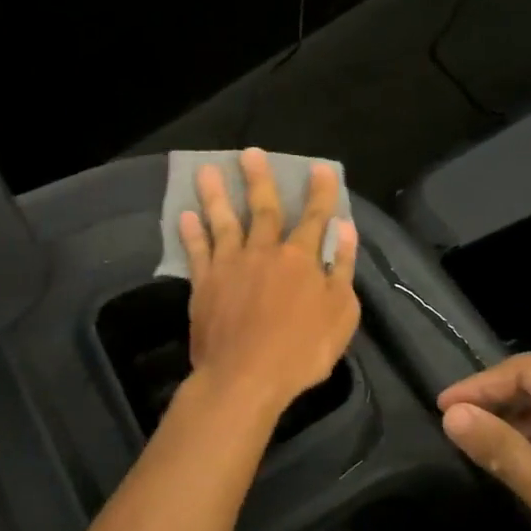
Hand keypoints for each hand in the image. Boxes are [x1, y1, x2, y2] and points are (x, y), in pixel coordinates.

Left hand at [180, 149, 359, 418]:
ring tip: (207, 170)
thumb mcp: (341, 314)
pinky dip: (191, 233)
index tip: (319, 167)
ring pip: (222, 222)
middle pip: (263, 208)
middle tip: (249, 153)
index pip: (314, 217)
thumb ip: (341, 269)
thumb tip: (344, 229)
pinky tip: (185, 216)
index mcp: (300, 259)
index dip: (320, 192)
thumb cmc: (301, 351)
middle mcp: (264, 252)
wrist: (245, 378)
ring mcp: (230, 266)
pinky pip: (196, 252)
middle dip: (259, 179)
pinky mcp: (204, 285)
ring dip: (216, 195)